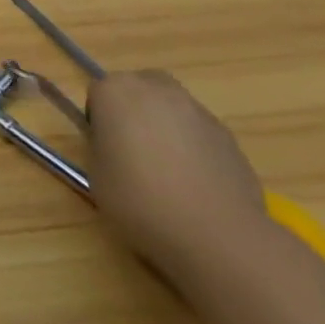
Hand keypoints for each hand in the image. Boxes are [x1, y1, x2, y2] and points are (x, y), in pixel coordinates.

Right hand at [87, 70, 268, 281]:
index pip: (99, 94)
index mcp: (115, 92)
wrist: (216, 234)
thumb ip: (101, 146)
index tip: (105, 150)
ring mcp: (197, 111)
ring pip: (172, 108)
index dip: (100, 121)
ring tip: (168, 171)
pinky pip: (199, 132)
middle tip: (133, 149)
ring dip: (166, 127)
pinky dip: (194, 147)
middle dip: (134, 110)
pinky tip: (196, 184)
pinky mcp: (228, 136)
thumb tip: (114, 145)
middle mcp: (156, 89)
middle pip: (139, 89)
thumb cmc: (140, 200)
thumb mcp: (96, 174)